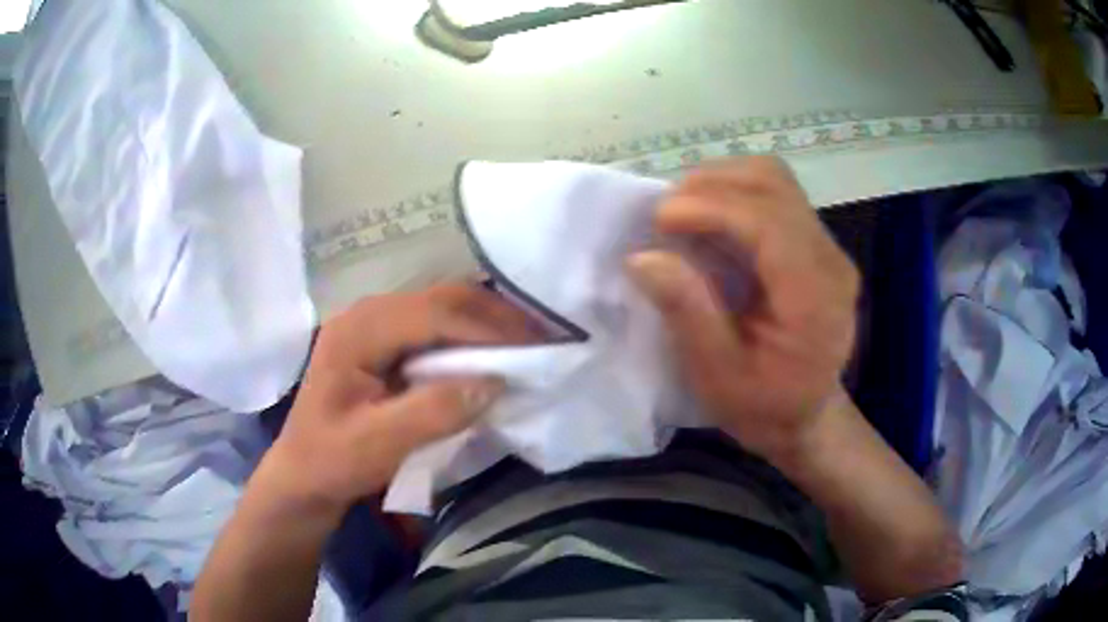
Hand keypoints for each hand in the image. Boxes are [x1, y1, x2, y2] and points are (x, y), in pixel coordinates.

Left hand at [264, 284, 538, 519]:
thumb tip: (496, 381)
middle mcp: (366, 313)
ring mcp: (373, 323)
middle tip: (542, 340)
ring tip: (526, 344)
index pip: (434, 314)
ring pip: (442, 307)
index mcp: (358, 331)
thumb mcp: (379, 444)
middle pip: (441, 299)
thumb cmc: (332, 461)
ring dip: (485, 323)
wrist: (303, 473)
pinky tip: (490, 353)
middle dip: (494, 317)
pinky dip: (469, 335)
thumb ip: (433, 411)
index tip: (537, 347)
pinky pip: (434, 325)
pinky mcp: (382, 340)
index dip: (489, 327)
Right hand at [628, 157, 859, 465]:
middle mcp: (830, 260)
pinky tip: (709, 219)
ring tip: (683, 212)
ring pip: (774, 178)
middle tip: (665, 215)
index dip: (711, 207)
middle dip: (711, 185)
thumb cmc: (762, 407)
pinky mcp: (816, 243)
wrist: (805, 418)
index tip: (658, 218)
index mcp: (814, 298)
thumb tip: (643, 257)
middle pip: (773, 184)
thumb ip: (687, 314)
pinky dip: (734, 193)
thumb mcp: (717, 376)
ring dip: (721, 183)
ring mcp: (827, 247)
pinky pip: (775, 194)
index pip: (767, 221)